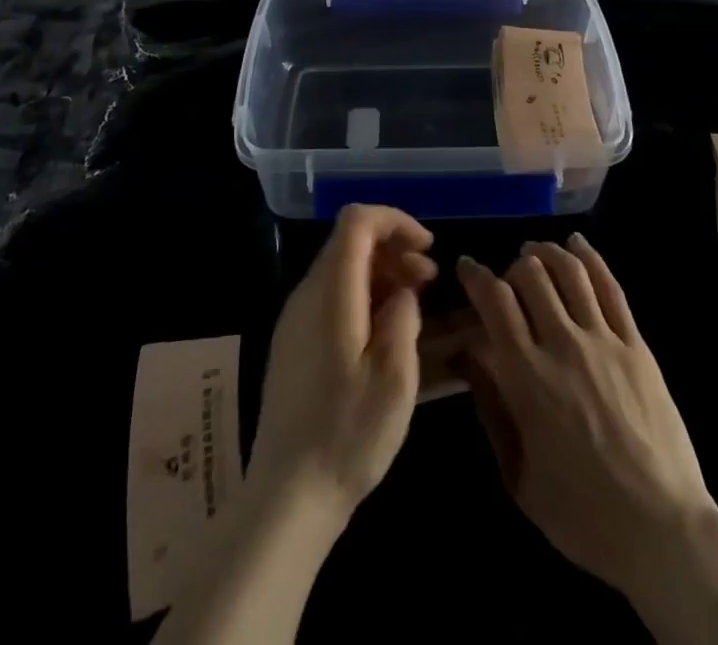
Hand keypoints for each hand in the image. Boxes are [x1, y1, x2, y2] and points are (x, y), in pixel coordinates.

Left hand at [248, 204, 437, 522]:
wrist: (288, 497)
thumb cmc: (348, 435)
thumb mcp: (395, 377)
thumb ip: (403, 317)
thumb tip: (403, 292)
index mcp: (330, 294)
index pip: (356, 221)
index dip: (395, 220)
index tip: (427, 247)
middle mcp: (306, 295)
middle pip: (349, 241)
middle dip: (393, 248)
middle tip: (429, 279)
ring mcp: (295, 319)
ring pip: (341, 268)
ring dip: (381, 272)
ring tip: (414, 302)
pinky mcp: (293, 343)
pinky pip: (331, 296)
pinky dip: (363, 295)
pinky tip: (385, 329)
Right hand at [455, 235, 715, 597]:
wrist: (661, 530)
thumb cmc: (581, 514)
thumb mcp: (518, 474)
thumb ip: (491, 408)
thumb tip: (468, 355)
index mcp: (527, 376)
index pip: (494, 301)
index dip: (476, 275)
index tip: (466, 267)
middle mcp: (563, 344)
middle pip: (531, 276)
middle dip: (511, 265)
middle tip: (506, 277)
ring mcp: (604, 340)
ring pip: (570, 272)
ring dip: (547, 252)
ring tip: (535, 251)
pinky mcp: (636, 344)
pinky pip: (611, 288)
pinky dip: (591, 258)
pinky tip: (578, 244)